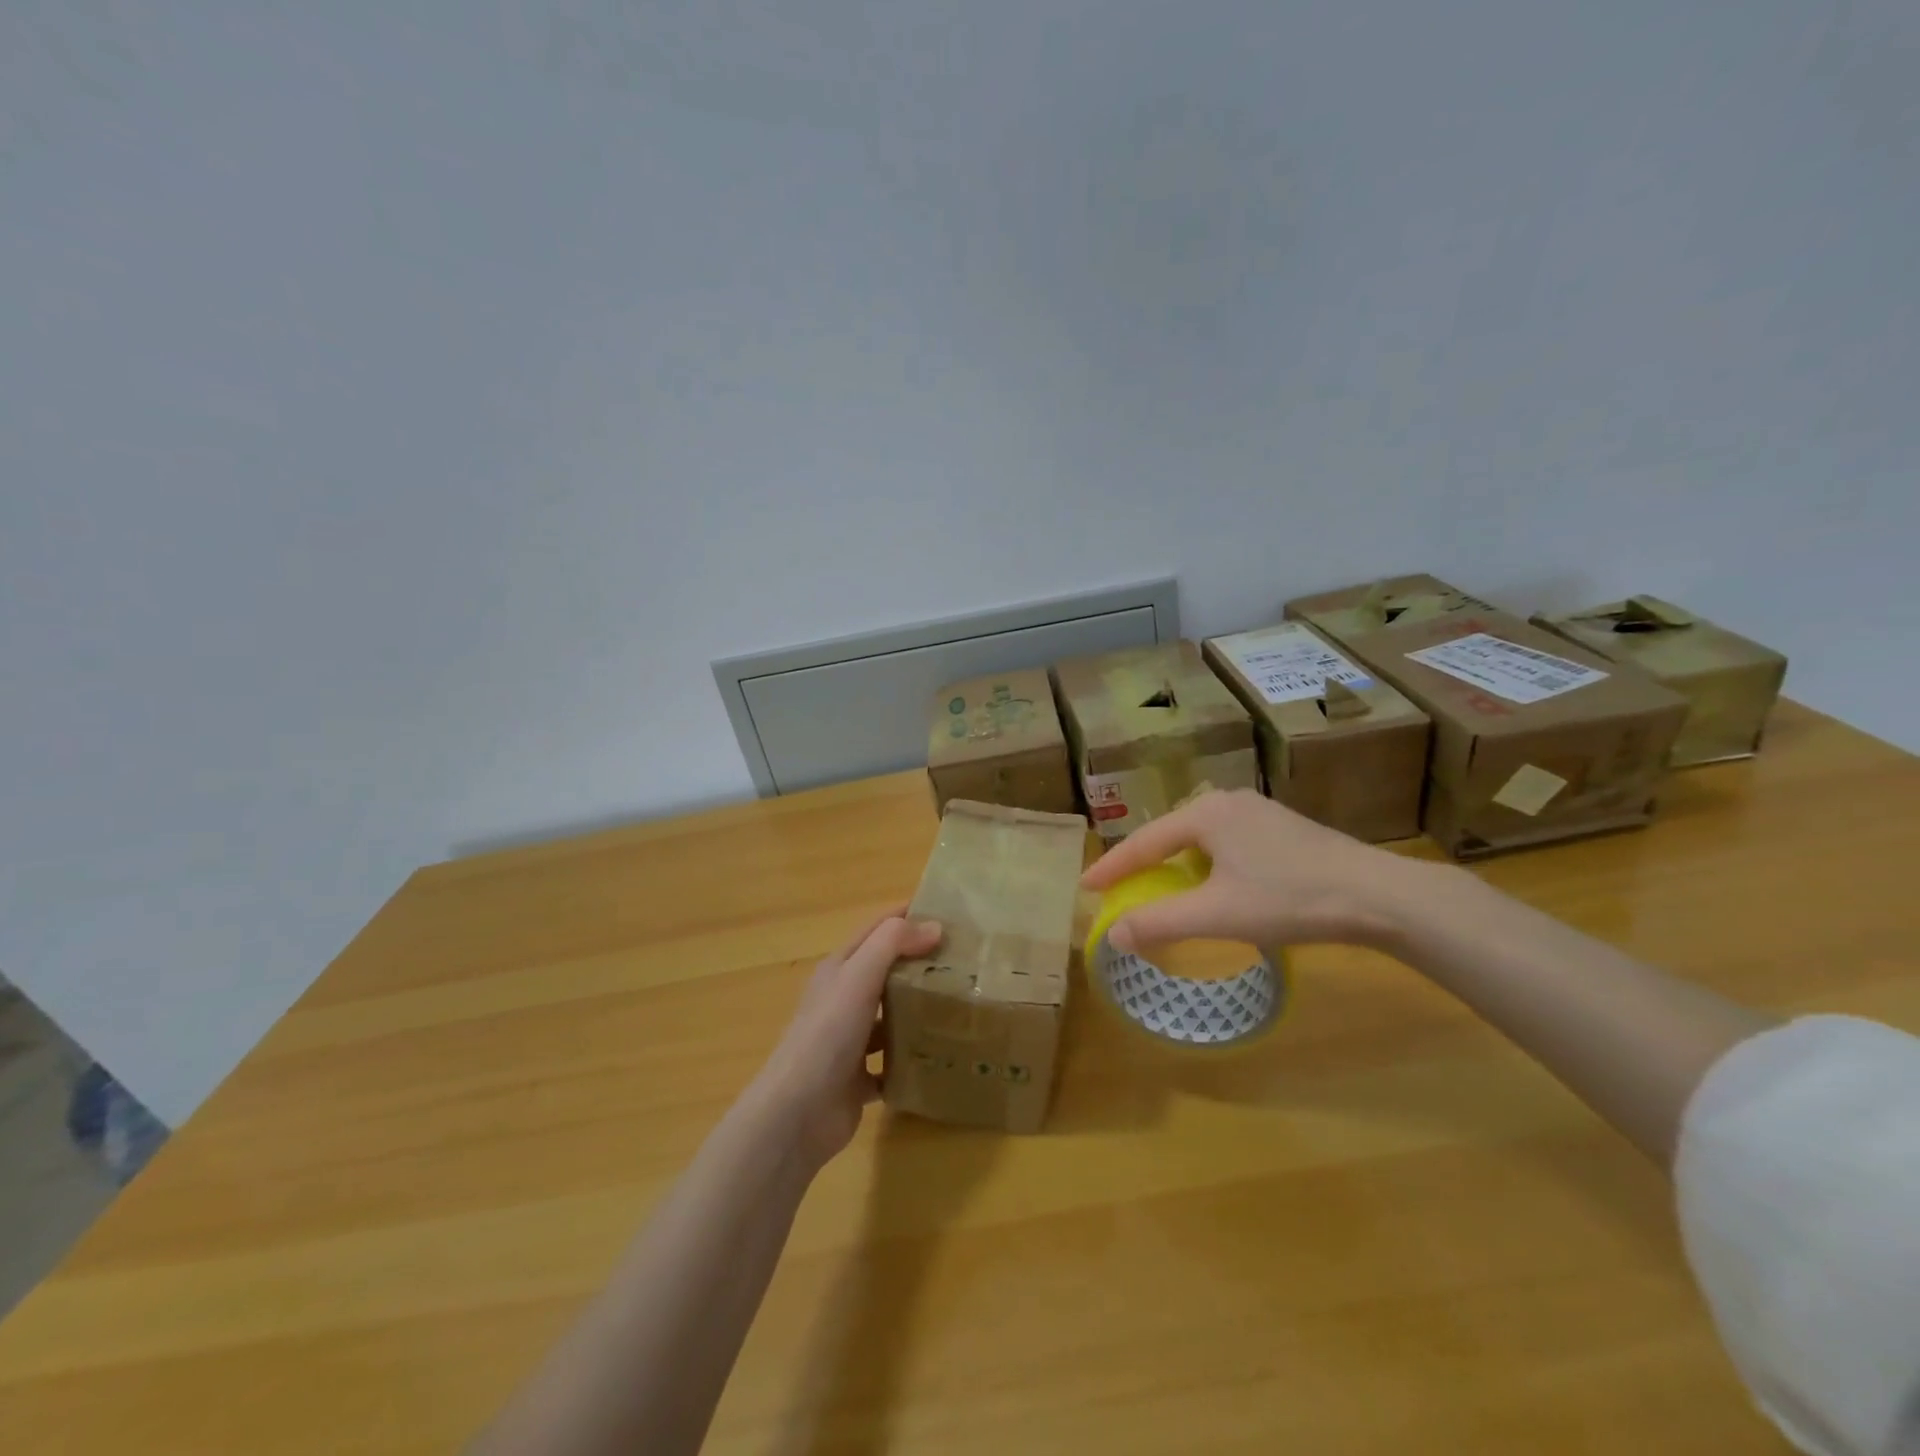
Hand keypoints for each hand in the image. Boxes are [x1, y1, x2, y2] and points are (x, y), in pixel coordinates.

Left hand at [749, 909, 941, 1170]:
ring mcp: (851, 1041)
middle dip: (921, 962)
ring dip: (920, 1009)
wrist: (798, 1114)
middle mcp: (843, 1000)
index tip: (949, 911)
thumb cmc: (827, 1034)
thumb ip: (893, 944)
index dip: (907, 916)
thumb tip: (934, 925)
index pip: (877, 930)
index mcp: (839, 969)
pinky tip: (943, 1054)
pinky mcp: (859, 1078)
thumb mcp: (858, 976)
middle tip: (967, 960)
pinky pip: (893, 1061)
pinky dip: (914, 1057)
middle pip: (886, 971)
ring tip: (963, 1004)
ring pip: (891, 1016)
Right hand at [1080, 789, 1428, 953]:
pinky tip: (1215, 885)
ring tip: (1162, 888)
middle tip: (1120, 888)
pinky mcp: (1283, 829)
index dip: (1112, 867)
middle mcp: (1228, 801)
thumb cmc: (1288, 899)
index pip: (1144, 842)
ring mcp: (1259, 812)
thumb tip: (1113, 933)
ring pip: (1201, 839)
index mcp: (1206, 813)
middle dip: (1144, 863)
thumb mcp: (1216, 914)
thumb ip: (1159, 922)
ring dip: (1177, 865)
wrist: (1378, 895)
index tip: (1084, 886)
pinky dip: (1207, 865)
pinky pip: (1227, 843)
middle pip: (1171, 835)